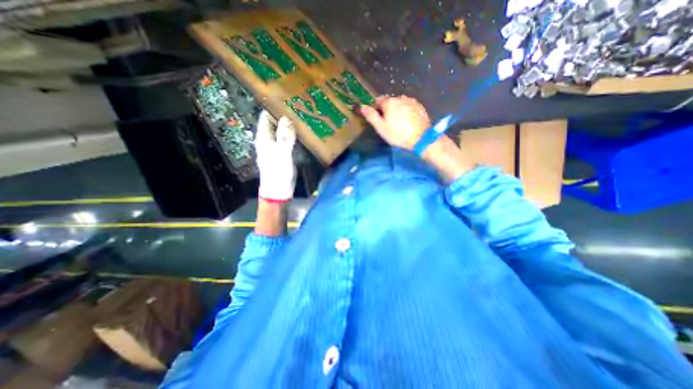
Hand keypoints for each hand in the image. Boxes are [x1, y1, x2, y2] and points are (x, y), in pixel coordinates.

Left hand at [255, 110, 295, 199]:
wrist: (279, 192)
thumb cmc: (278, 173)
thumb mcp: (282, 154)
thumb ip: (285, 136)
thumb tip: (286, 117)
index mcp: (264, 138)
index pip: (266, 116)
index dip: (274, 107)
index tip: (286, 98)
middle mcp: (268, 140)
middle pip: (274, 123)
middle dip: (284, 115)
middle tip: (299, 106)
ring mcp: (276, 147)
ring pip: (282, 132)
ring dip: (290, 125)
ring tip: (302, 116)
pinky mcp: (283, 154)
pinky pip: (288, 140)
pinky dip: (293, 135)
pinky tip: (302, 132)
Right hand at [360, 95, 430, 150]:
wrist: (420, 139)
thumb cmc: (398, 135)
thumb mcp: (381, 128)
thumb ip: (371, 116)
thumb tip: (362, 106)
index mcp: (389, 102)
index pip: (379, 100)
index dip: (377, 109)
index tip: (379, 119)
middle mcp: (400, 97)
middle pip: (390, 101)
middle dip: (388, 109)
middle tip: (390, 123)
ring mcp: (412, 101)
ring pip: (400, 103)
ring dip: (398, 109)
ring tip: (400, 123)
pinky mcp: (420, 106)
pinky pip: (409, 106)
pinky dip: (407, 111)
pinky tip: (408, 121)